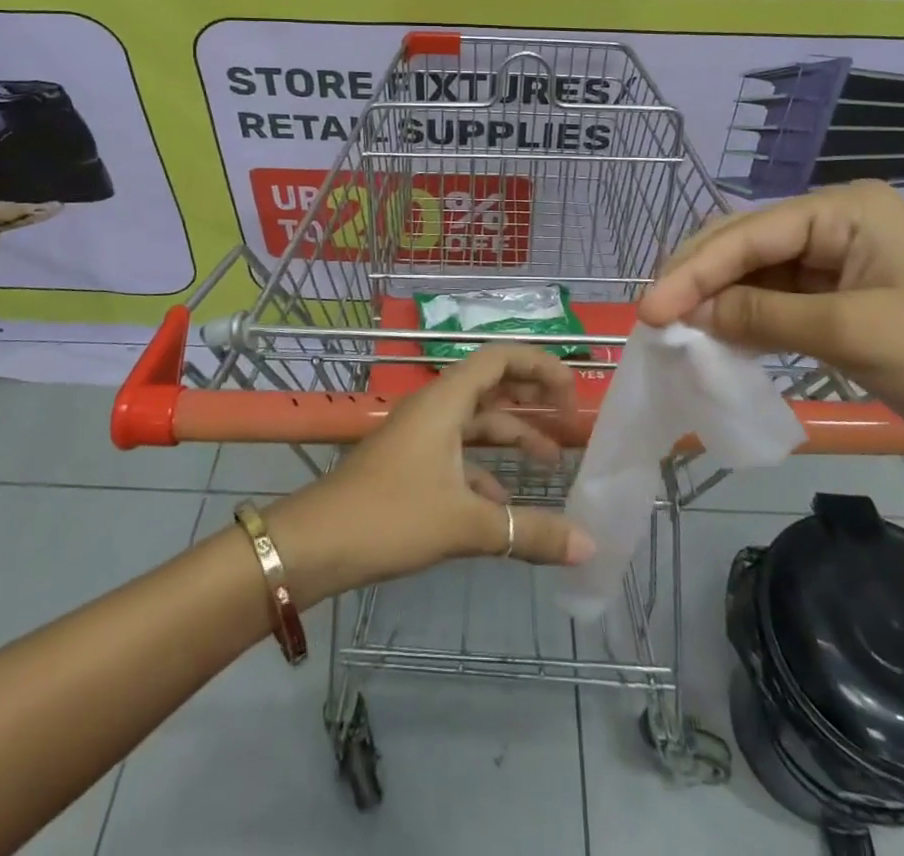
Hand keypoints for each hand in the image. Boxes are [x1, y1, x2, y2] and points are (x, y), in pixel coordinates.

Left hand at [266, 345, 596, 604]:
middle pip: (491, 386)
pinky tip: (504, 504)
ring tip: (550, 464)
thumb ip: (527, 532)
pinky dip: (486, 470)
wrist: (314, 545)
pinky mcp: (411, 464)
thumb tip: (588, 546)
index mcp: (446, 400)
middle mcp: (435, 408)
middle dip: (530, 398)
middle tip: (568, 421)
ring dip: (512, 437)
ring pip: (476, 423)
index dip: (540, 366)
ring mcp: (420, 436)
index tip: (572, 394)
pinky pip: (459, 454)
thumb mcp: (464, 523)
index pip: (500, 358)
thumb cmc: (389, 516)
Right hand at [637, 180, 903, 465]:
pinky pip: (776, 301)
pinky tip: (716, 335)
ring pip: (756, 273)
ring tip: (676, 327)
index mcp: (846, 209)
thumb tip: (691, 312)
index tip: (652, 309)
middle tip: (654, 315)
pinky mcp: (839, 301)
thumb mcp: (850, 331)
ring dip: (718, 299)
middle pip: (747, 245)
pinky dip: (745, 318)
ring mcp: (837, 263)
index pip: (752, 234)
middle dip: (700, 278)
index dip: (696, 270)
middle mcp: (836, 225)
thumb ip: (763, 314)